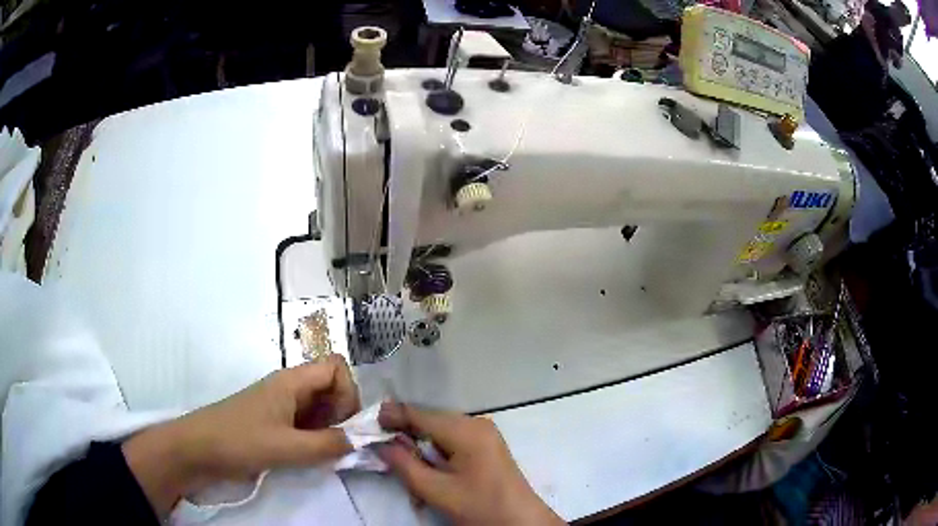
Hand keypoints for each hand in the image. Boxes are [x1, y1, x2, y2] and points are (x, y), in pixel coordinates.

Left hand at [123, 355, 359, 516]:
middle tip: (334, 443)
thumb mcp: (287, 447)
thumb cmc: (238, 441)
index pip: (335, 367)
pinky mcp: (271, 422)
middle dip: (341, 414)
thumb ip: (328, 445)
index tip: (343, 424)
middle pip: (329, 387)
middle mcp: (288, 388)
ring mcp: (278, 405)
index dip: (348, 392)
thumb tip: (359, 440)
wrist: (196, 449)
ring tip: (321, 453)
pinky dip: (313, 437)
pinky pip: (304, 423)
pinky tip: (306, 456)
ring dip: (328, 429)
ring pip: (318, 407)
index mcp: (291, 382)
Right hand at [377, 402, 563, 525]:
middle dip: (406, 436)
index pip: (418, 413)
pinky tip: (430, 470)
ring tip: (407, 468)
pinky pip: (452, 441)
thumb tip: (381, 444)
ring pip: (439, 432)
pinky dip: (436, 453)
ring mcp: (484, 433)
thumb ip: (404, 464)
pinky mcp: (486, 445)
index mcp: (465, 430)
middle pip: (429, 421)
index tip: (367, 423)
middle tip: (385, 452)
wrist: (521, 522)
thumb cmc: (480, 507)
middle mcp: (476, 423)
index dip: (391, 416)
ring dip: (421, 448)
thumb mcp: (436, 490)